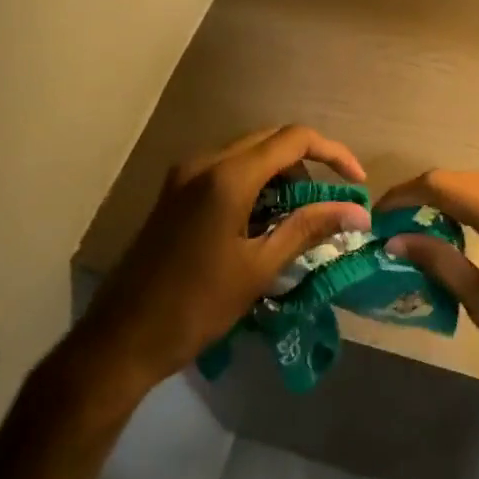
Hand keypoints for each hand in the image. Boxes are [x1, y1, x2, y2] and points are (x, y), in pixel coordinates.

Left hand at [84, 126, 369, 387]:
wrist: (120, 340)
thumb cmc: (195, 306)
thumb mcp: (258, 269)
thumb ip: (308, 228)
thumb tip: (358, 213)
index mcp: (228, 176)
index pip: (294, 139)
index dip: (333, 153)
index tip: (356, 183)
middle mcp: (205, 161)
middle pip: (271, 139)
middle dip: (307, 164)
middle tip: (328, 203)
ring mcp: (185, 174)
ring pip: (249, 152)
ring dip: (281, 174)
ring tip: (297, 217)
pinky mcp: (175, 190)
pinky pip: (227, 169)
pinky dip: (255, 183)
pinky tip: (262, 221)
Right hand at [383, 172, 478, 426]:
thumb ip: (445, 265)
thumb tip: (399, 239)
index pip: (444, 185)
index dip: (406, 194)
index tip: (380, 213)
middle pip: (466, 178)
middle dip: (428, 193)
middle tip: (400, 223)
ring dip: (458, 196)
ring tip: (430, 225)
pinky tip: (475, 229)